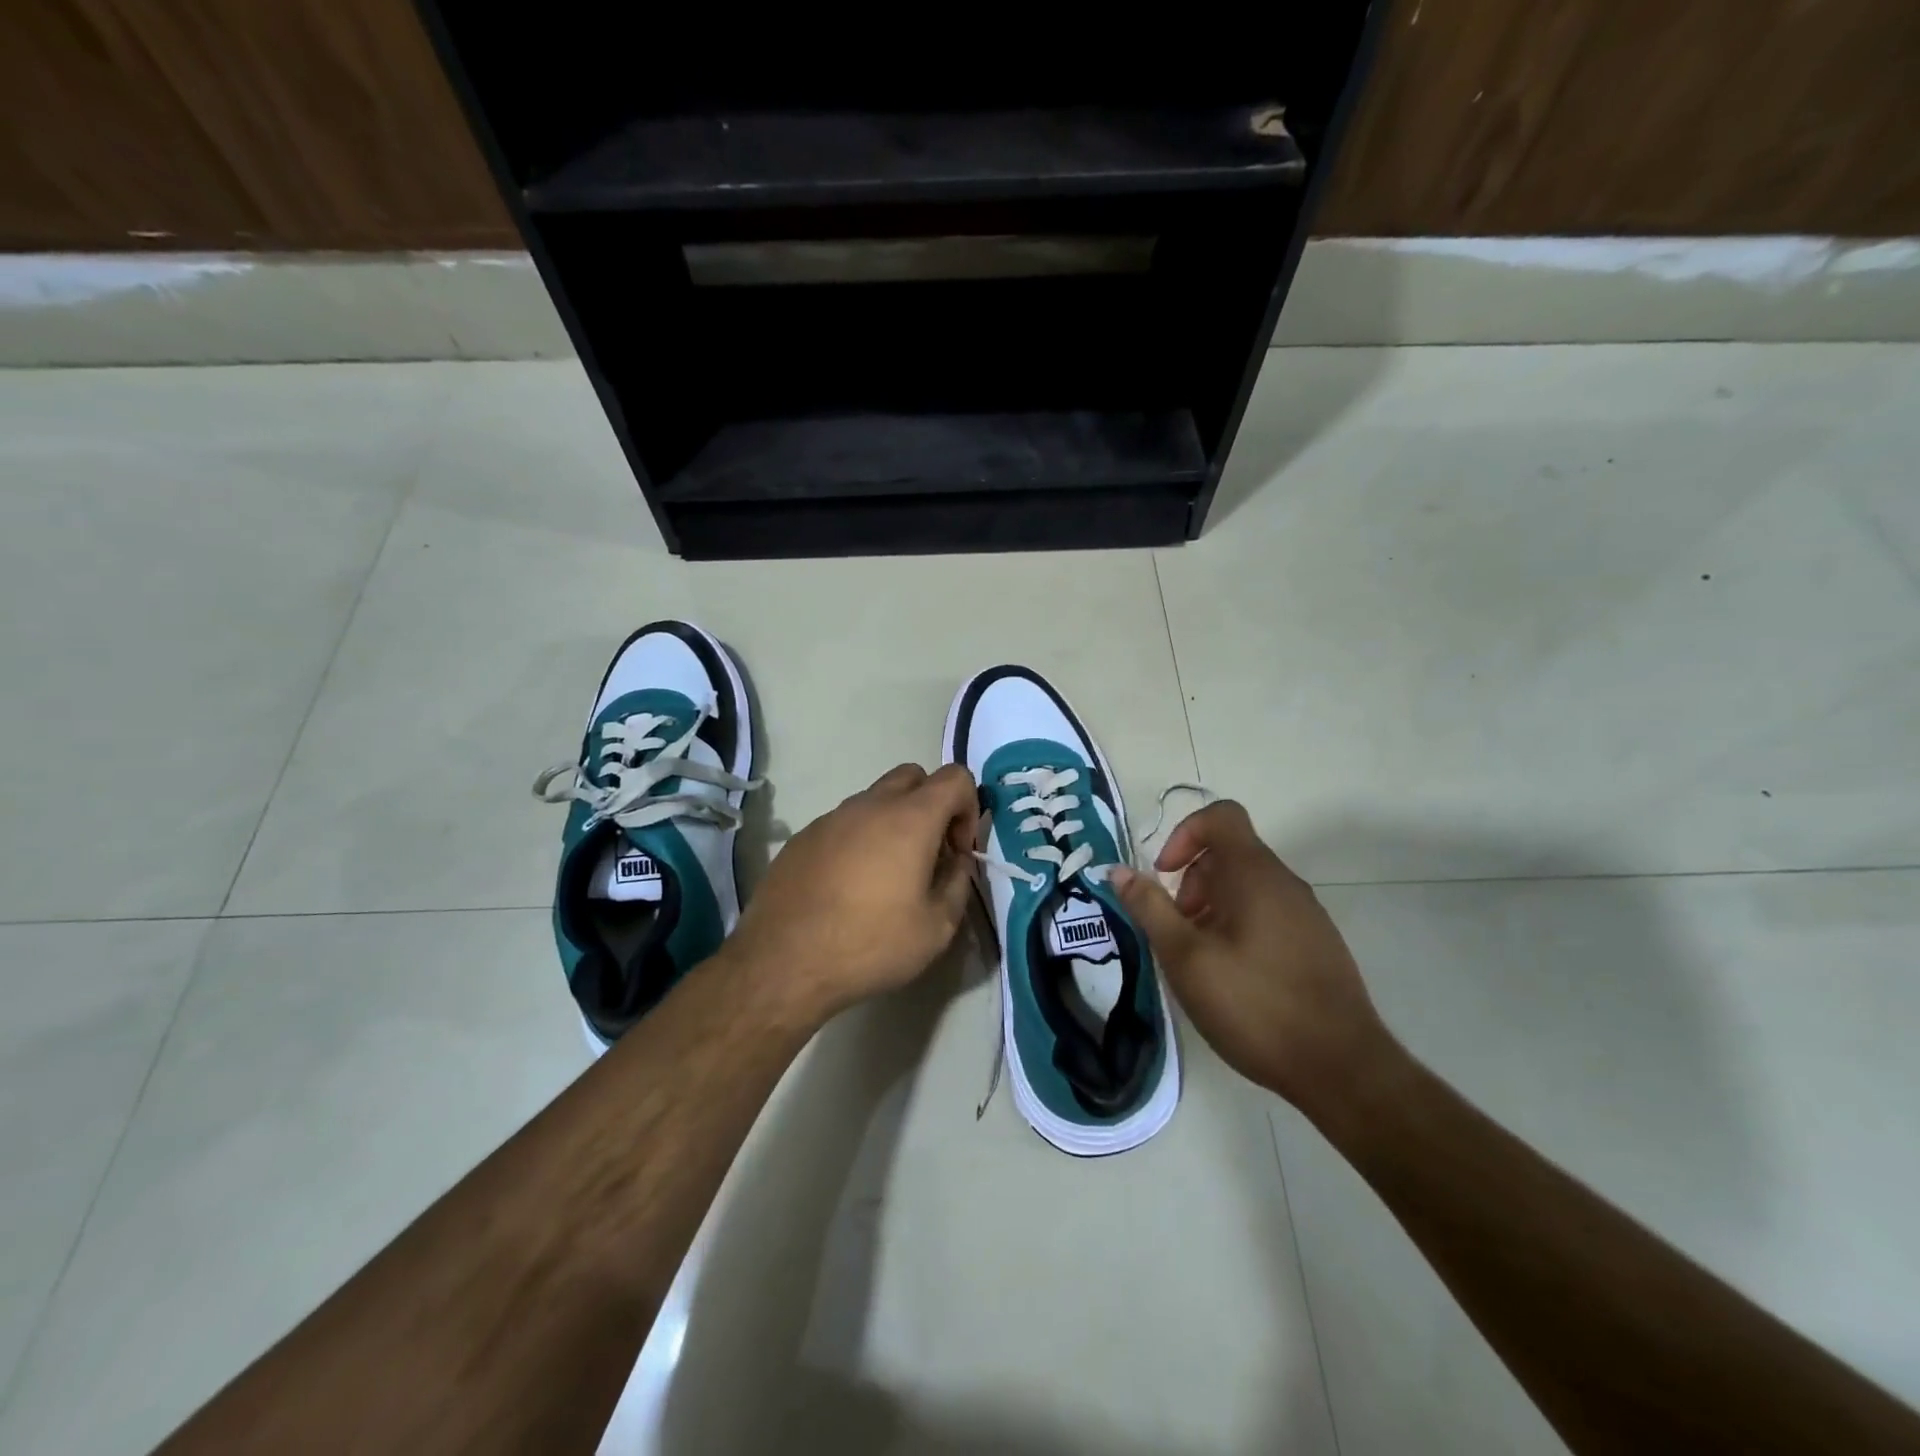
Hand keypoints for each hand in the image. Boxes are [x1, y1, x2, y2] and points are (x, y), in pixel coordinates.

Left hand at [728, 763, 977, 1020]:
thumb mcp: (937, 928)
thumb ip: (958, 882)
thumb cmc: (870, 945)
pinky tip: (848, 887)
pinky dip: (859, 840)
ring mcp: (831, 818)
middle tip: (929, 854)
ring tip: (887, 876)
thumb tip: (958, 860)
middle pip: (913, 776)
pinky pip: (843, 823)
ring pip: (875, 799)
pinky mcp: (803, 837)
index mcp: (910, 818)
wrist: (783, 964)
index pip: (955, 777)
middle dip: (932, 805)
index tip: (957, 851)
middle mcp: (870, 805)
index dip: (969, 808)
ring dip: (893, 823)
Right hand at [1109, 800, 1387, 1114]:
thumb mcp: (1186, 957)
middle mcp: (1284, 883)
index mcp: (1254, 874)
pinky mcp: (1315, 943)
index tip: (1166, 876)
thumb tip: (1118, 870)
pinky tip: (1231, 978)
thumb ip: (1149, 908)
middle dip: (1192, 882)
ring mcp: (1306, 913)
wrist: (1341, 1068)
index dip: (1184, 834)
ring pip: (1246, 887)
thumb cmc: (1254, 1005)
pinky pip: (1267, 914)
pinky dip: (1238, 928)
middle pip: (1229, 854)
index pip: (1220, 816)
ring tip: (1199, 960)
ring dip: (1212, 909)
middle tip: (1177, 931)